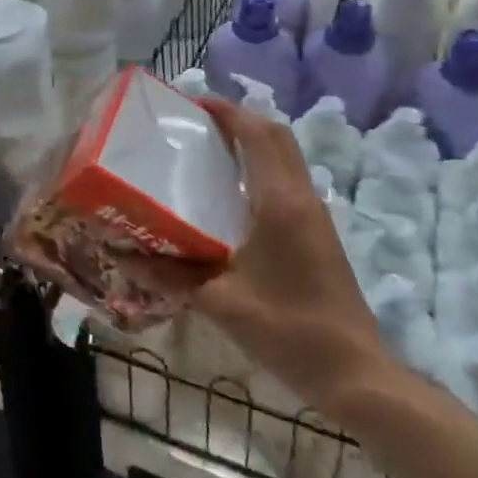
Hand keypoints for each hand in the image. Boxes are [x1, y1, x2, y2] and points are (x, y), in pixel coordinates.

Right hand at [145, 99, 389, 414]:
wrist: (354, 372)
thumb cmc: (287, 330)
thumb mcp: (221, 303)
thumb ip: (170, 276)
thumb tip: (123, 255)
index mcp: (280, 202)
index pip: (257, 134)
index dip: (227, 112)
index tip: (192, 104)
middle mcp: (302, 197)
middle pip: (276, 136)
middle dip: (240, 120)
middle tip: (198, 125)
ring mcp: (316, 215)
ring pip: (286, 157)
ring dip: (254, 143)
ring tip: (210, 152)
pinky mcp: (320, 233)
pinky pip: (289, 180)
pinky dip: (263, 168)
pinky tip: (232, 197)